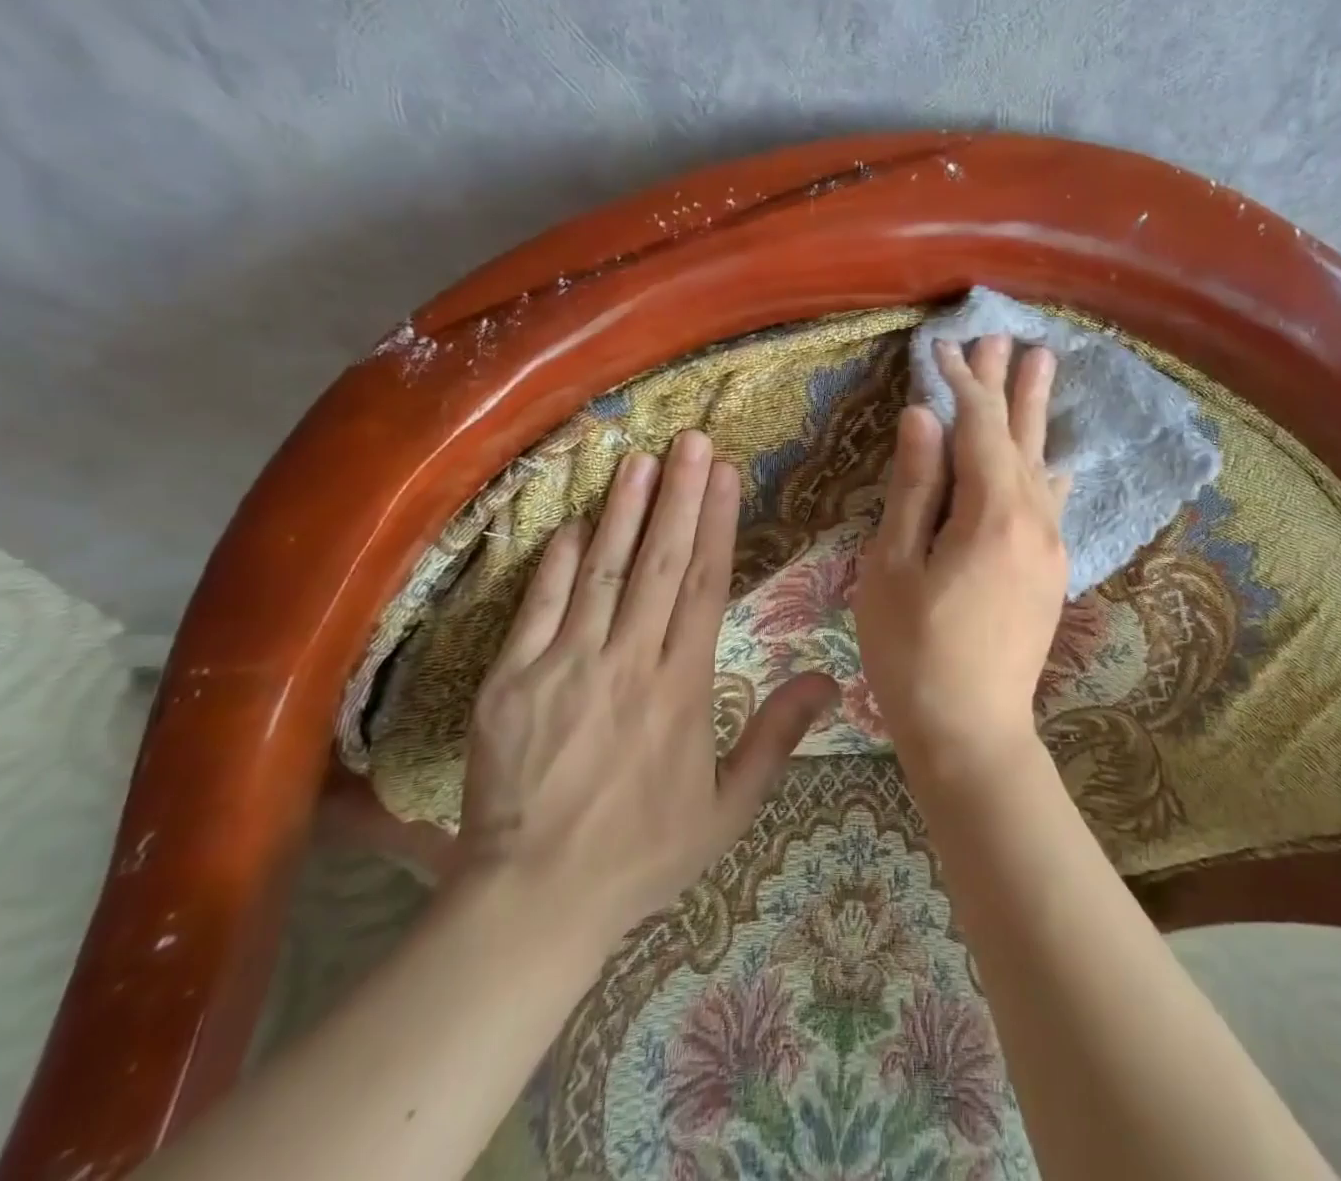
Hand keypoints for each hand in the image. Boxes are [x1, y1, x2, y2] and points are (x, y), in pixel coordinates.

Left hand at [454, 431, 837, 946]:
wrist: (535, 899)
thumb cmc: (642, 852)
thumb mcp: (728, 809)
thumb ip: (776, 737)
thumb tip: (828, 680)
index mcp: (682, 687)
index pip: (704, 585)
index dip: (715, 523)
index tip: (724, 475)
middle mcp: (628, 662)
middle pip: (658, 562)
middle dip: (676, 495)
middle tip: (689, 441)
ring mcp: (566, 665)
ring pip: (602, 571)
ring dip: (622, 511)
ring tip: (640, 460)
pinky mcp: (512, 680)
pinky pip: (539, 607)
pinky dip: (557, 562)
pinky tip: (574, 523)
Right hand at [852, 335, 1070, 779]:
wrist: (972, 732)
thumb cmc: (913, 651)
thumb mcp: (893, 566)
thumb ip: (914, 488)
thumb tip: (924, 418)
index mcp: (992, 514)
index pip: (978, 427)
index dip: (961, 384)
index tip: (943, 348)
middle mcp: (1034, 520)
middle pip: (1020, 436)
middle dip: (1008, 385)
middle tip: (1008, 339)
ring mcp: (1050, 547)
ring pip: (1042, 463)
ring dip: (1034, 415)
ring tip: (1043, 367)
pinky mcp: (1051, 571)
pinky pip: (1052, 501)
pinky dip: (1047, 468)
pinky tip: (1057, 460)